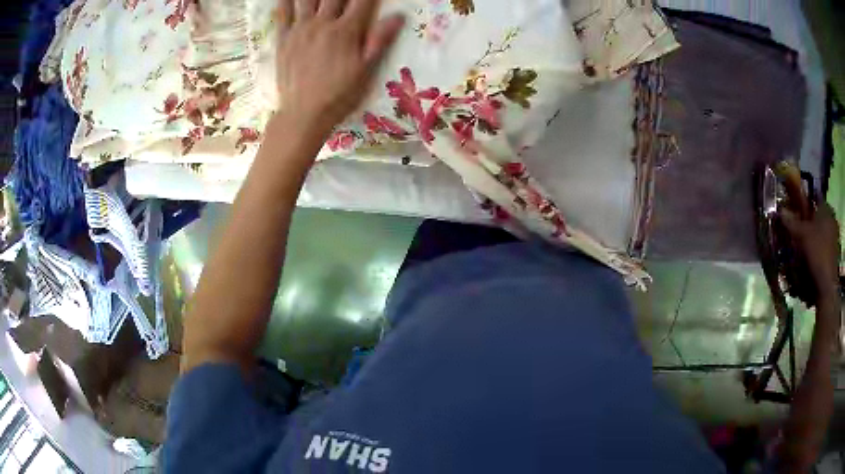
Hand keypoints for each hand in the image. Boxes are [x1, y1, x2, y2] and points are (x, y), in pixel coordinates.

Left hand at [275, 0, 403, 130]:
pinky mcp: (283, 38)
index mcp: (346, 31)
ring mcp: (300, 29)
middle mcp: (322, 24)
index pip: (363, 0)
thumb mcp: (366, 71)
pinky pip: (283, 13)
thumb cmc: (339, 95)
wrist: (303, 115)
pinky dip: (286, 1)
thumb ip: (380, 40)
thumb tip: (398, 16)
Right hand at [782, 202, 841, 297]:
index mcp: (826, 208)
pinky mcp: (833, 252)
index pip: (814, 198)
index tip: (796, 208)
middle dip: (808, 221)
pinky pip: (823, 245)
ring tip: (802, 246)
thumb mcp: (802, 235)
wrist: (827, 285)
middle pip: (817, 216)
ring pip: (820, 231)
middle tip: (797, 229)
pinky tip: (810, 257)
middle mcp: (831, 219)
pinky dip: (816, 248)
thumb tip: (781, 210)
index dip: (804, 202)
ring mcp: (834, 237)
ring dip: (812, 236)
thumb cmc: (817, 253)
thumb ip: (791, 222)